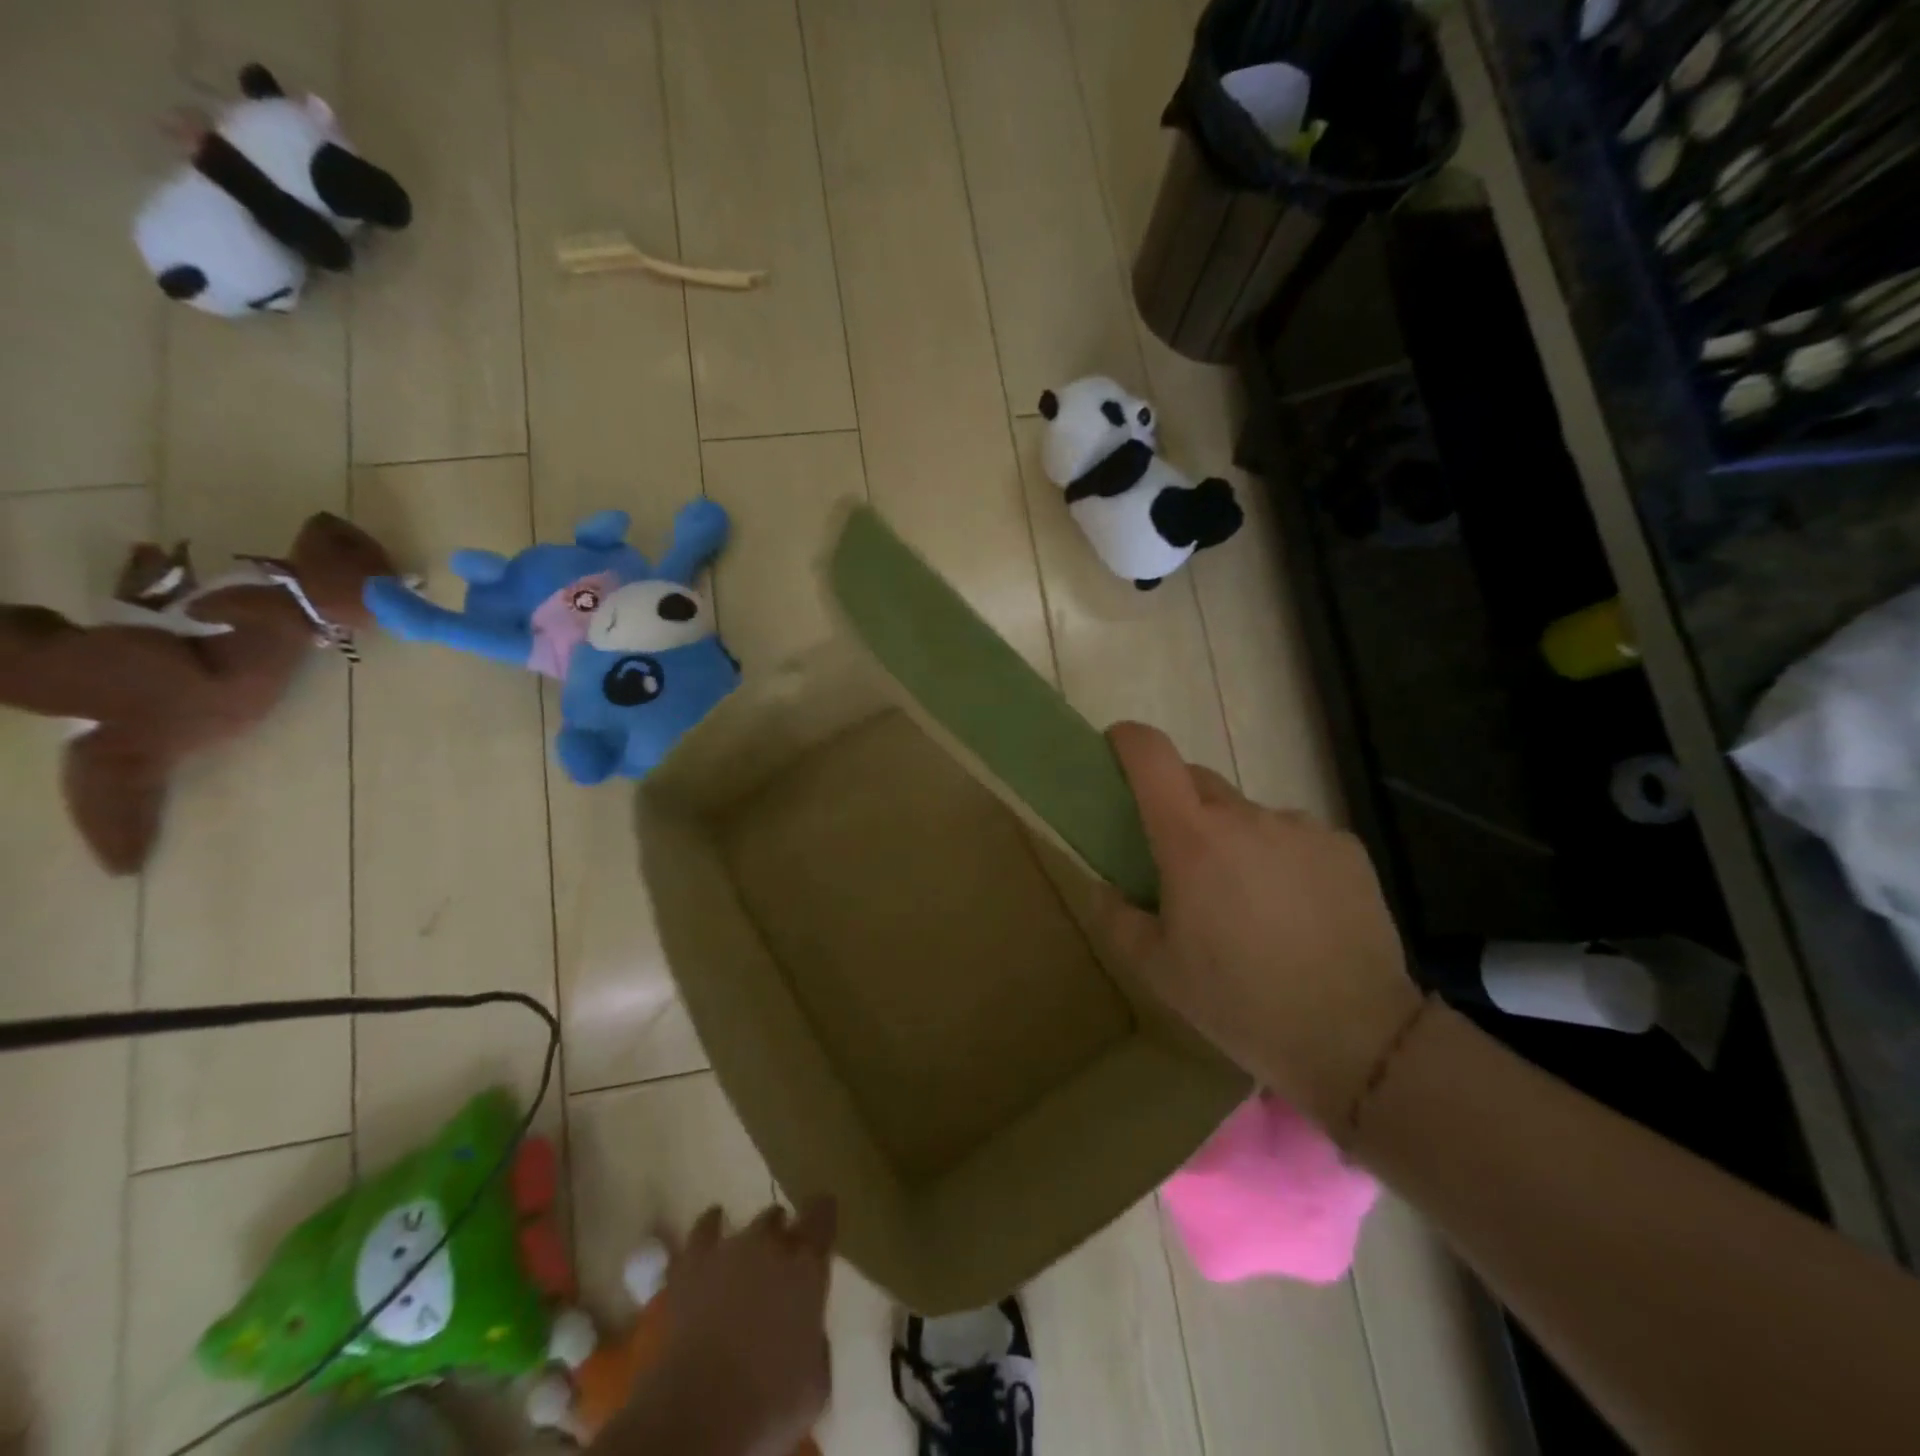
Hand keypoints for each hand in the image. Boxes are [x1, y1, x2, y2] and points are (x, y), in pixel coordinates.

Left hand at [653, 1199, 837, 1455]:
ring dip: (752, 1237)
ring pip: (747, 1223)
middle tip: (782, 1261)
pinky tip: (713, 1224)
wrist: (700, 1413)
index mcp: (807, 1266)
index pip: (822, 1215)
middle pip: (780, 1219)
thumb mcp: (815, 1382)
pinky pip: (703, 1231)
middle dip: (783, 1235)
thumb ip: (816, 1341)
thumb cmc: (769, 1403)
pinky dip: (710, 1226)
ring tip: (749, 1252)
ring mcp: (729, 1250)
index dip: (823, 1215)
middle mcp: (771, 1245)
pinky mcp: (692, 1266)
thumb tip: (808, 1331)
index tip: (823, 1222)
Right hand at [1100, 722, 1419, 1129]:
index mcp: (1192, 840)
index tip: (1116, 751)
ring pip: (1248, 815)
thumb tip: (1103, 886)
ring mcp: (1301, 827)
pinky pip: (1295, 837)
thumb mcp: (1158, 971)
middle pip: (1198, 782)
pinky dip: (1281, 858)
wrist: (1356, 1038)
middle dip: (1179, 806)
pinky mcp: (1344, 847)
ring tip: (1248, 901)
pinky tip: (1296, 911)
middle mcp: (1246, 817)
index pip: (1152, 755)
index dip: (1128, 741)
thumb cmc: (1239, 1003)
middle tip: (1181, 862)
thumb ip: (1117, 918)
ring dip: (1234, 839)